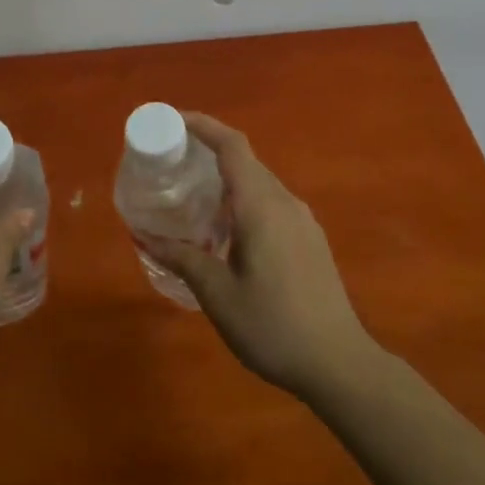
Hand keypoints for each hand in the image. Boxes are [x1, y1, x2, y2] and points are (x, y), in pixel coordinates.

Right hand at [159, 113, 377, 401]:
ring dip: (227, 181)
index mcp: (261, 206)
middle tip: (173, 164)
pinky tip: (227, 233)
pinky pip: (271, 204)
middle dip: (209, 153)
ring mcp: (303, 220)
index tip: (173, 120)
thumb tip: (144, 235)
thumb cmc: (273, 326)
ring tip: (193, 199)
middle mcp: (285, 202)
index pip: (232, 146)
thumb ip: (182, 258)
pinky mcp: (310, 239)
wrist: (339, 363)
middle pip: (245, 161)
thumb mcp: (218, 295)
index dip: (203, 126)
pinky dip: (244, 202)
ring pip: (260, 184)